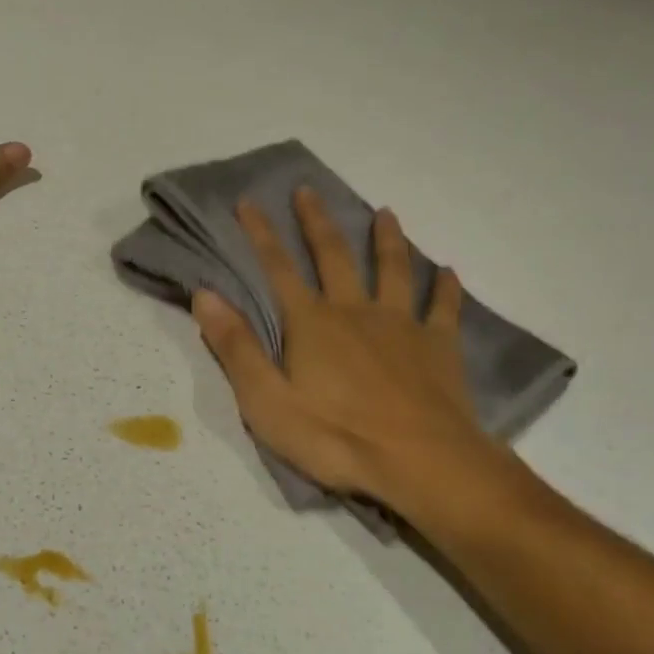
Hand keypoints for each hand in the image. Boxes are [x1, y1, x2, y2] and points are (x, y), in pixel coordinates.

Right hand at [192, 189, 522, 521]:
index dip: (261, 235)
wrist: (421, 462)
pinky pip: (443, 309)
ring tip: (386, 212)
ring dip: (387, 240)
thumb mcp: (267, 402)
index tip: (248, 202)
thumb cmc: (335, 437)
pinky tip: (449, 272)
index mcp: (312, 324)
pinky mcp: (439, 348)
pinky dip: (445, 288)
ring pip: (393, 270)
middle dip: (317, 223)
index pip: (278, 269)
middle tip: (308, 191)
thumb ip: (236, 347)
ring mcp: (402, 326)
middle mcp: (356, 312)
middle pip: (334, 257)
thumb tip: (204, 295)